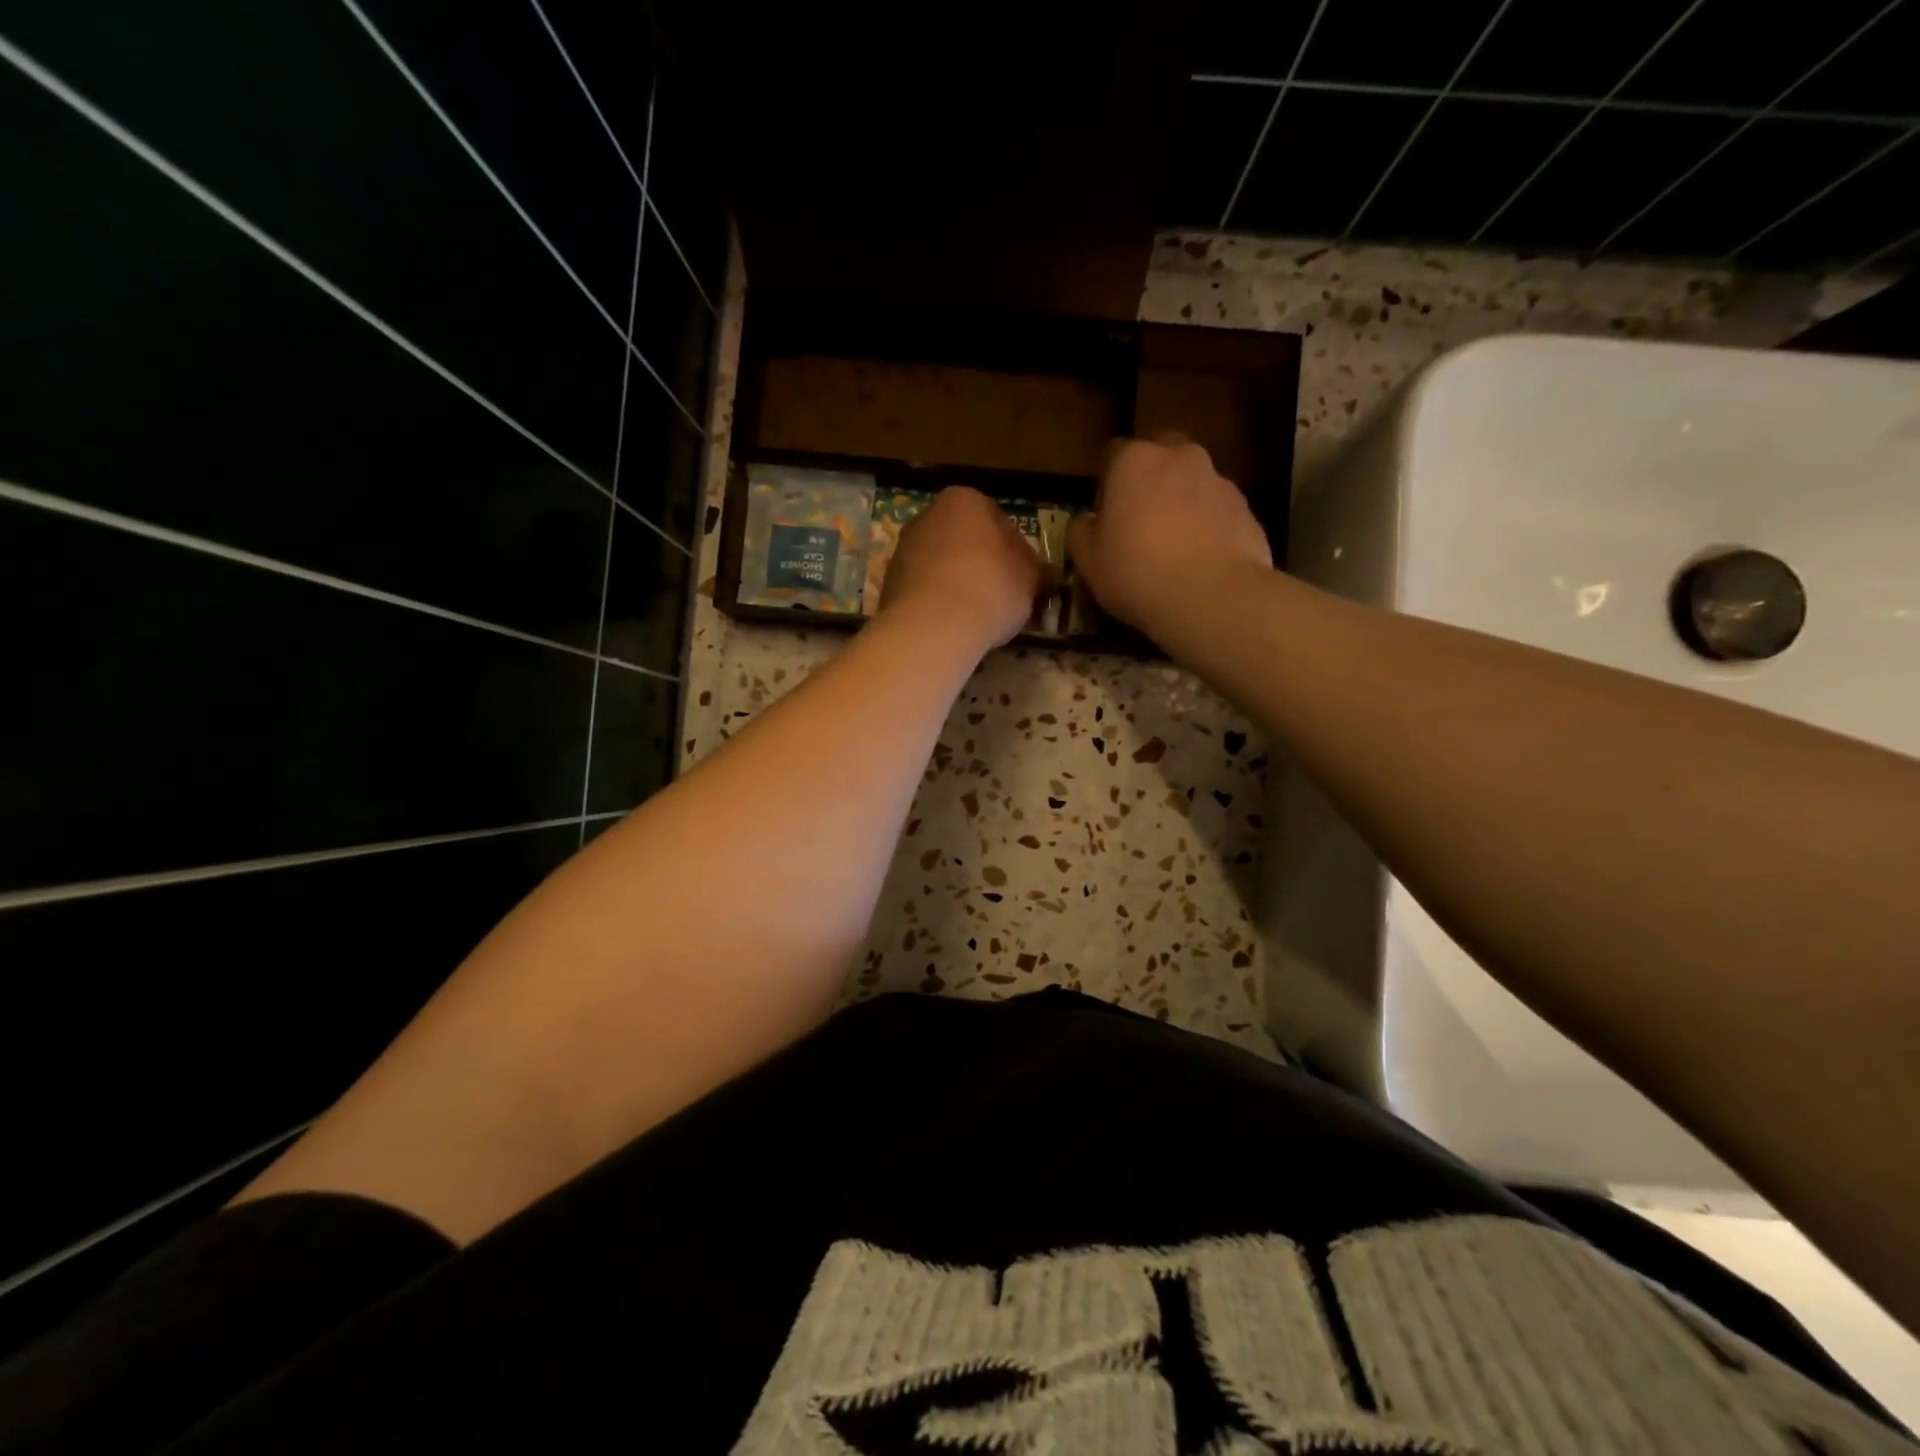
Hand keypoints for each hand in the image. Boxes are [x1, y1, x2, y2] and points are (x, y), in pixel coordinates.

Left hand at [879, 486, 1044, 650]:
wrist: (932, 627)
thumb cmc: (990, 590)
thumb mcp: (1029, 581)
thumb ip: (1040, 572)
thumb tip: (1052, 575)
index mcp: (965, 500)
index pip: (1000, 521)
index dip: (1018, 552)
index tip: (1026, 578)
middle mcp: (928, 515)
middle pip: (966, 540)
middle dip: (984, 563)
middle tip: (1004, 595)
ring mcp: (903, 548)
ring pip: (942, 563)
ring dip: (959, 582)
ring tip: (978, 613)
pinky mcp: (888, 581)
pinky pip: (924, 587)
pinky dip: (938, 600)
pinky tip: (952, 623)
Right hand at [1068, 436, 1272, 632]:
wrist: (1212, 597)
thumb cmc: (1137, 573)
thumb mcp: (1089, 561)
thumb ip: (1080, 533)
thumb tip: (1085, 521)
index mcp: (1134, 462)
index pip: (1113, 453)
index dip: (1107, 483)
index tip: (1106, 515)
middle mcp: (1179, 457)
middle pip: (1161, 454)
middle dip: (1150, 479)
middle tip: (1141, 521)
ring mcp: (1218, 480)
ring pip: (1193, 482)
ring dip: (1182, 502)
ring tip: (1175, 546)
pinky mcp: (1246, 509)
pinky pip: (1218, 510)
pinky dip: (1208, 526)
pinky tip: (1200, 561)